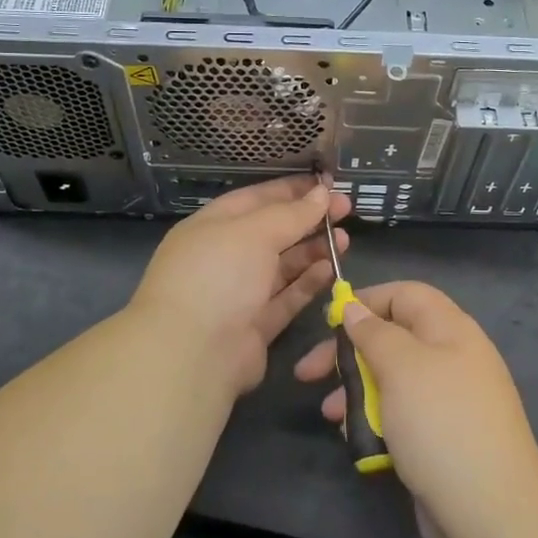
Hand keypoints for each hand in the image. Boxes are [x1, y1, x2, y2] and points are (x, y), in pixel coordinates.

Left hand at [131, 176, 350, 399]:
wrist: (192, 353)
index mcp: (213, 226)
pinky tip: (332, 269)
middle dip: (308, 219)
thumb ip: (291, 213)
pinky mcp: (256, 325)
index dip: (292, 190)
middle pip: (273, 231)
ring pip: (283, 265)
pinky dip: (309, 283)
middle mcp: (225, 257)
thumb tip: (321, 192)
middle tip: (346, 209)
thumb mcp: (253, 232)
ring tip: (345, 239)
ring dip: (313, 250)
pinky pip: (287, 297)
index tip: (327, 183)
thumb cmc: (217, 275)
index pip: (256, 199)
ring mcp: (240, 293)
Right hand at [295, 281, 537, 537]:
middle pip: (392, 338)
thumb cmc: (440, 423)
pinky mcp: (439, 438)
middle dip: (348, 353)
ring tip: (330, 414)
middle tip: (308, 373)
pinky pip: (399, 416)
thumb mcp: (401, 367)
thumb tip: (356, 308)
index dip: (366, 301)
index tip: (328, 322)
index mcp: (450, 330)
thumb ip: (374, 333)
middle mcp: (451, 358)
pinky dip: (374, 421)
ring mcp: (447, 401)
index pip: (405, 295)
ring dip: (355, 391)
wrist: (489, 511)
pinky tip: (354, 438)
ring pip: (391, 380)